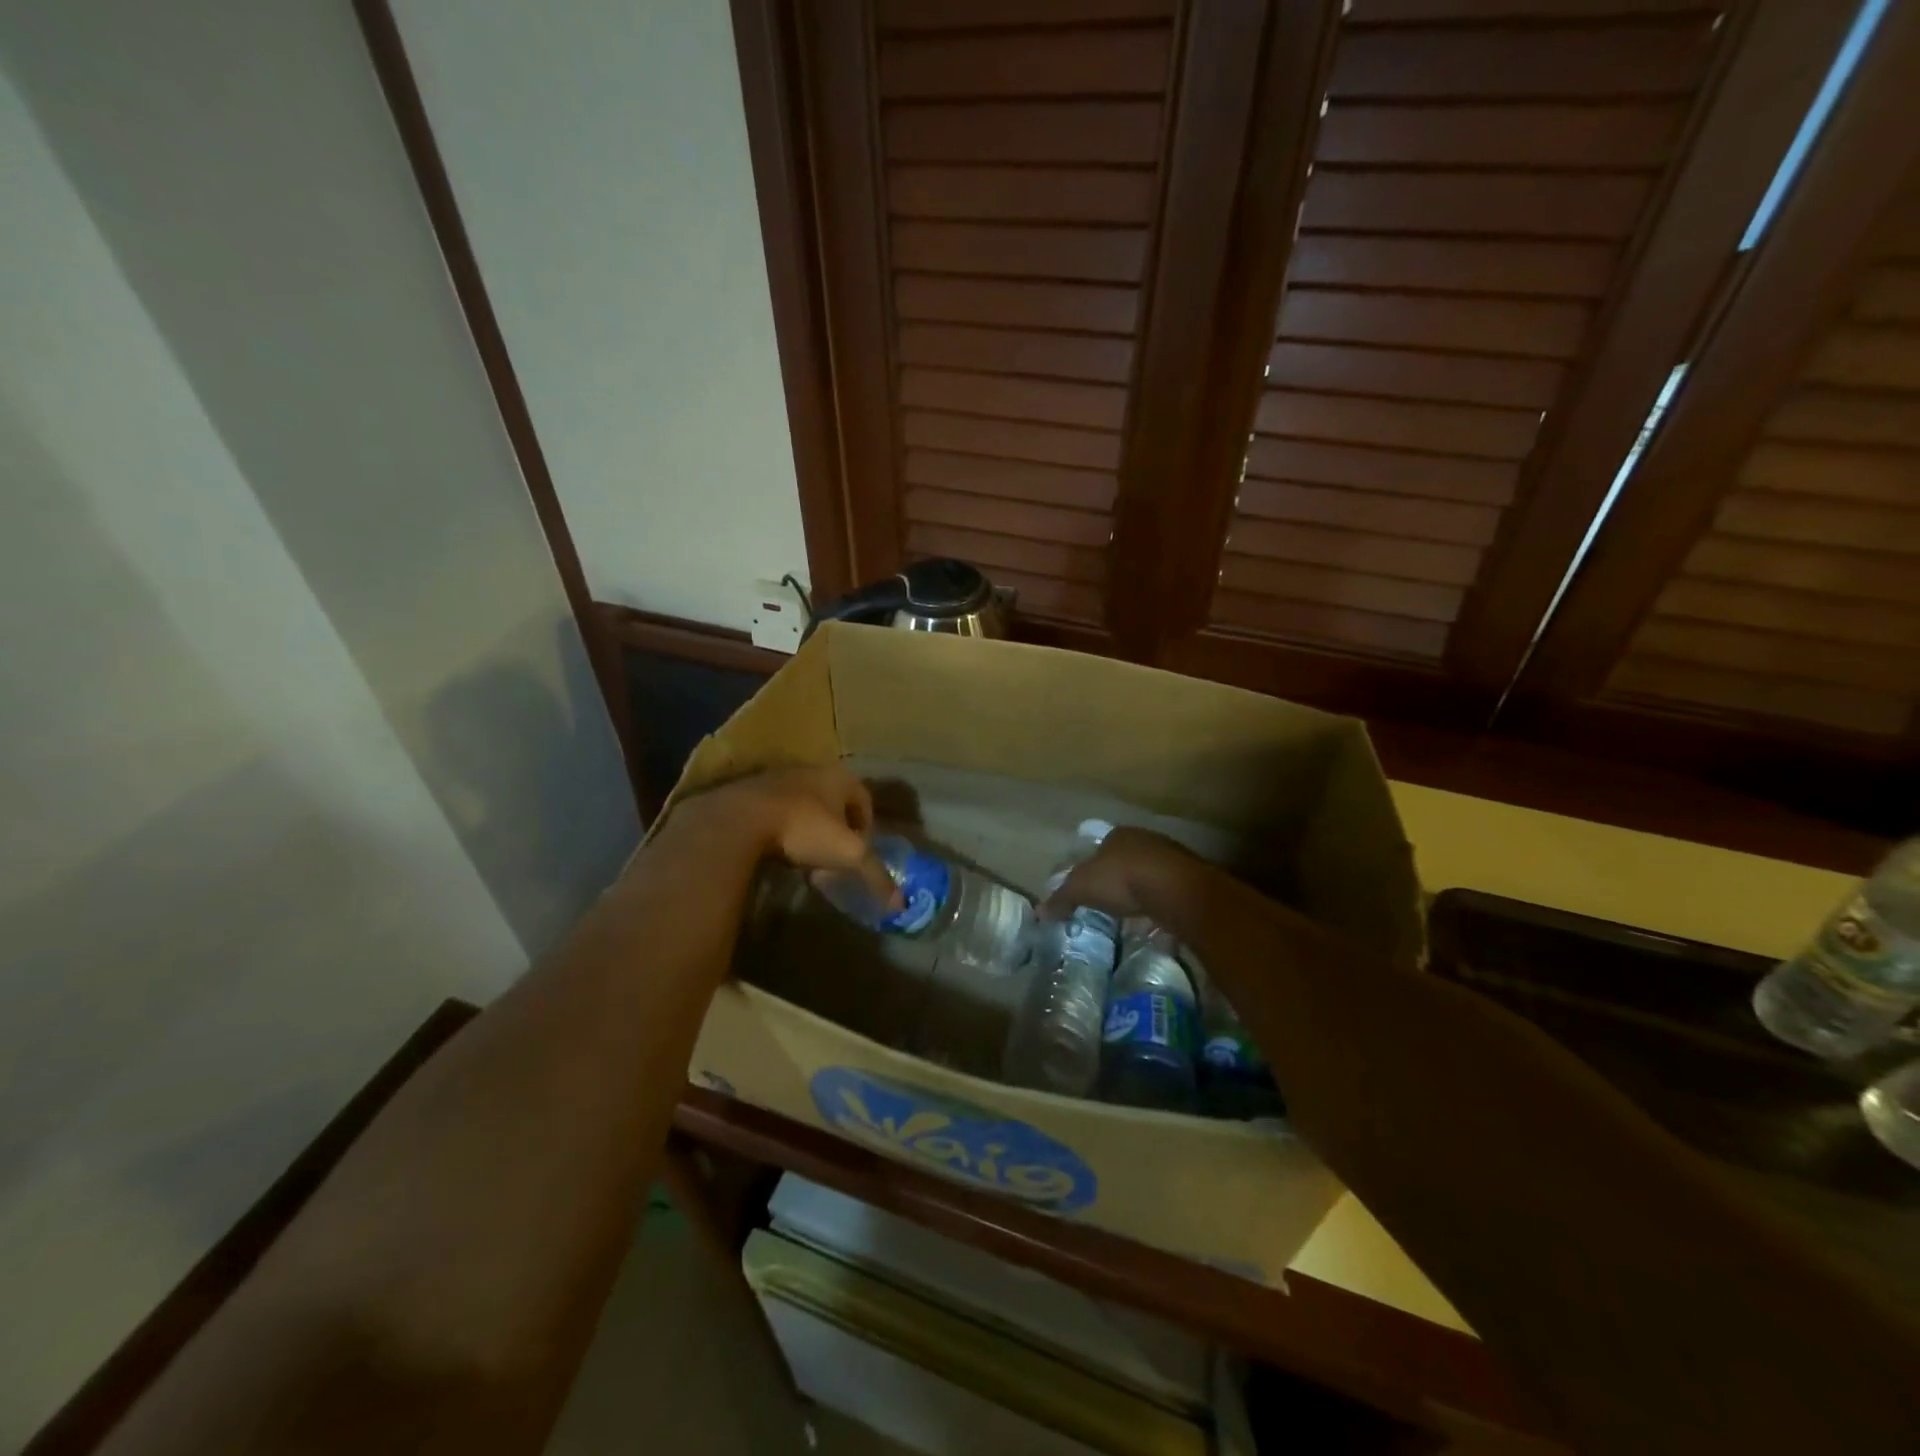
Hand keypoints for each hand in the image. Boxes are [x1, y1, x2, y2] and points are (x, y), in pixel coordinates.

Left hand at [675, 764, 900, 908]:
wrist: (739, 820)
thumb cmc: (804, 829)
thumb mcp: (847, 854)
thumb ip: (875, 876)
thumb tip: (901, 904)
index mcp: (839, 778)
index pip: (864, 799)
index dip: (867, 827)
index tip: (859, 853)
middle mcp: (811, 771)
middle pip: (833, 802)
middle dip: (836, 830)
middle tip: (833, 859)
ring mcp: (777, 778)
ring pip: (803, 805)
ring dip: (808, 829)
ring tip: (804, 859)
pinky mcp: (748, 792)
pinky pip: (775, 811)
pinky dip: (781, 829)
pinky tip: (775, 851)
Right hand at [1042, 826, 1187, 923]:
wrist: (1175, 889)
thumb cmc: (1122, 879)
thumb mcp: (1081, 889)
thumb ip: (1062, 899)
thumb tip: (1040, 910)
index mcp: (1117, 835)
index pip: (1100, 847)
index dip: (1092, 867)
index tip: (1087, 888)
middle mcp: (1144, 840)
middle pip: (1125, 861)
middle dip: (1117, 881)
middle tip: (1107, 905)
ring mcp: (1169, 859)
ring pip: (1147, 876)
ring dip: (1139, 894)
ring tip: (1129, 918)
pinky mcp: (1188, 880)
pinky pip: (1165, 893)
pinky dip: (1157, 906)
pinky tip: (1152, 922)